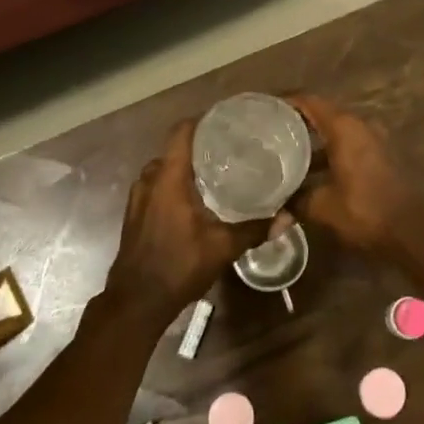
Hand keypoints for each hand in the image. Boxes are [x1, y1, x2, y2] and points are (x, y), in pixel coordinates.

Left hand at [108, 120, 270, 321]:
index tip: (226, 121)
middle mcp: (149, 180)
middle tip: (229, 150)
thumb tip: (289, 217)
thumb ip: (255, 229)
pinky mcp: (135, 214)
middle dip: (199, 147)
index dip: (202, 121)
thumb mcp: (222, 248)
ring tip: (215, 172)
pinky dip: (173, 185)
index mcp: (168, 178)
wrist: (136, 302)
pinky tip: (194, 199)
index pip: (181, 133)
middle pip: (174, 150)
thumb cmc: (178, 266)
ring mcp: (138, 197)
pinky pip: (155, 187)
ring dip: (185, 168)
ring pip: (163, 170)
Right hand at [285, 95, 423, 259]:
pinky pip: (351, 146)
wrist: (419, 232)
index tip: (263, 110)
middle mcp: (362, 125)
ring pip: (337, 134)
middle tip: (269, 136)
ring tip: (287, 157)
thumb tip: (273, 213)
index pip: (309, 102)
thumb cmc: (368, 212)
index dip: (285, 103)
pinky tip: (315, 175)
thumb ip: (296, 203)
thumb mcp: (323, 208)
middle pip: (323, 115)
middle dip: (296, 125)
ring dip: (315, 144)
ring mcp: (377, 140)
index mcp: (345, 127)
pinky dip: (331, 154)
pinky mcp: (384, 156)